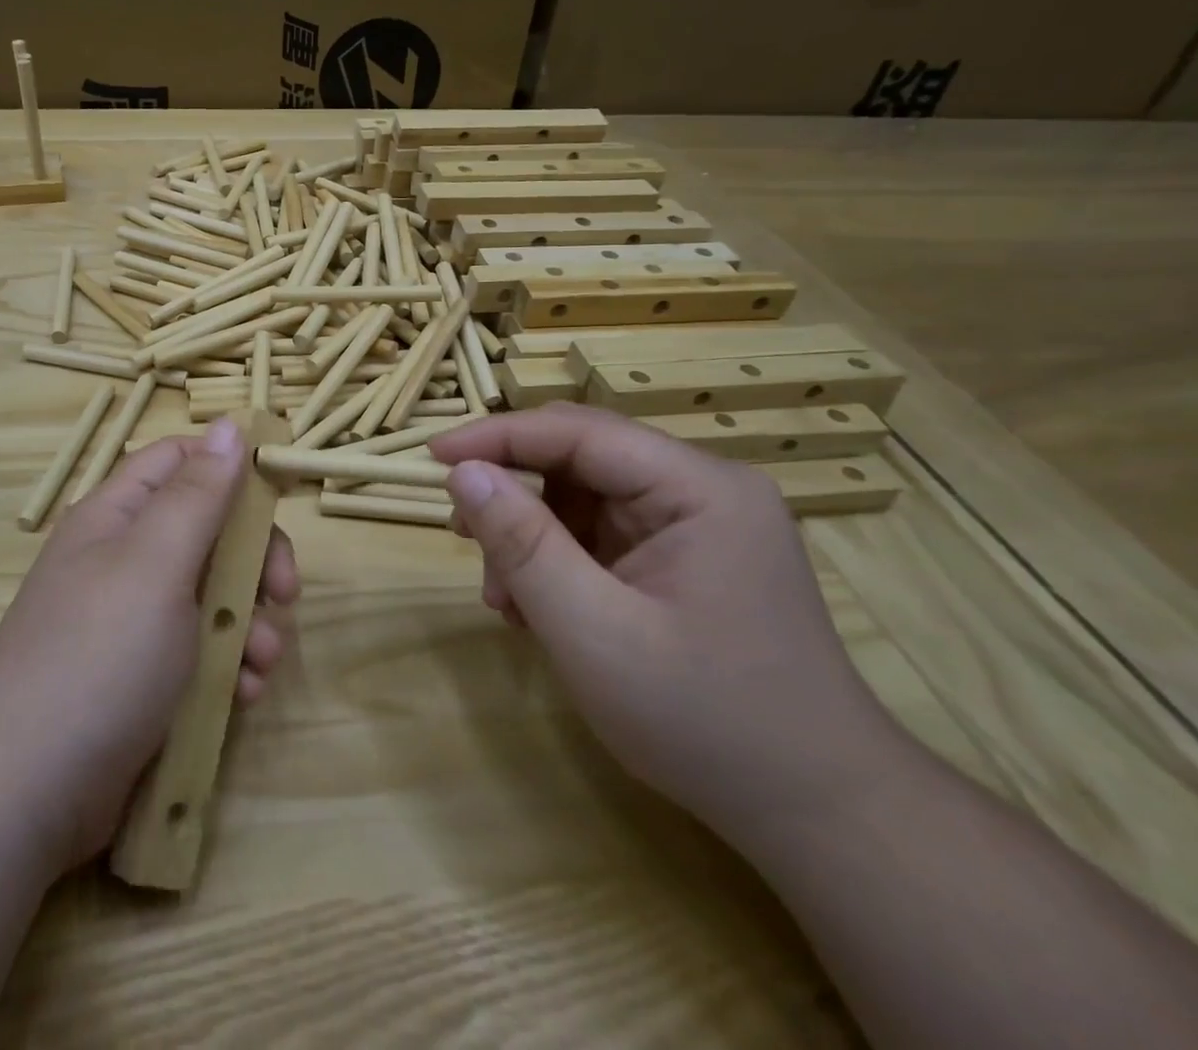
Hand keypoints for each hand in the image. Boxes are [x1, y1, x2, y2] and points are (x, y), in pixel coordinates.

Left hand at [0, 418, 299, 873]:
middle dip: (255, 561)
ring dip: (250, 623)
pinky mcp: (145, 677)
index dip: (231, 468)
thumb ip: (198, 494)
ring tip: (261, 663)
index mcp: (119, 515)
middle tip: (283, 595)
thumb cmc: (99, 656)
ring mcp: (135, 621)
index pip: (181, 460)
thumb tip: (228, 424)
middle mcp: (126, 559)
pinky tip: (242, 695)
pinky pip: (202, 651)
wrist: (25, 795)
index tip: (281, 497)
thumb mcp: (156, 563)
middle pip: (209, 530)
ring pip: (214, 595)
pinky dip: (230, 666)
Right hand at [431, 403, 908, 844]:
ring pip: (584, 497)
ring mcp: (697, 524)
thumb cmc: (704, 722)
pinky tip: (539, 609)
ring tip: (504, 598)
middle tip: (460, 532)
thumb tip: (462, 472)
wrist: (817, 815)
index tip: (431, 458)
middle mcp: (703, 489)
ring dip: (531, 535)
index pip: (579, 432)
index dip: (498, 436)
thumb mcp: (592, 632)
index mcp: (700, 489)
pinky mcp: (686, 557)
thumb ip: (522, 544)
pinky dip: (558, 560)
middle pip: (581, 458)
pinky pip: (601, 533)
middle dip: (513, 490)